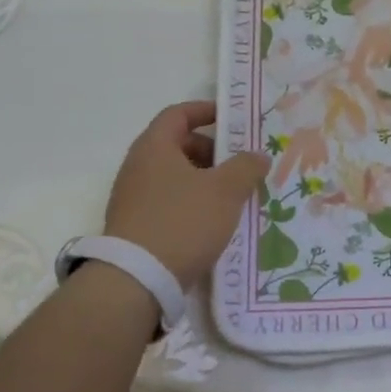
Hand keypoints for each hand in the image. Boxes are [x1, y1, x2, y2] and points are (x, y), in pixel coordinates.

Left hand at [104, 102, 269, 291]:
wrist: (136, 280)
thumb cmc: (183, 221)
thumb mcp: (225, 191)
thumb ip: (246, 167)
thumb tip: (258, 155)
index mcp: (154, 147)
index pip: (178, 114)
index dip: (205, 111)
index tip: (232, 119)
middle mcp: (137, 166)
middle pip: (177, 145)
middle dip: (211, 151)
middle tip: (239, 164)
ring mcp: (132, 198)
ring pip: (174, 176)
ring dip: (204, 180)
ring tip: (232, 196)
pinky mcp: (135, 226)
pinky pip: (168, 202)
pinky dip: (191, 203)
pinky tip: (213, 222)